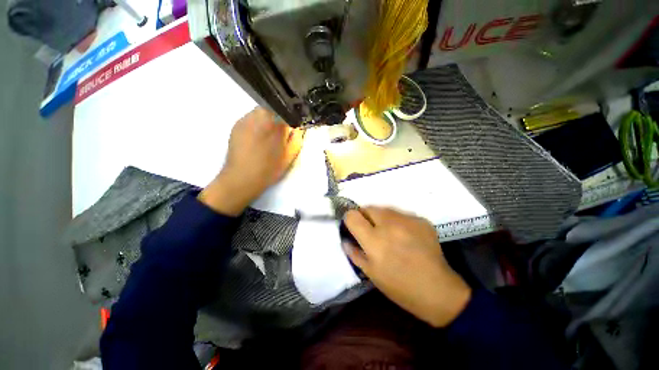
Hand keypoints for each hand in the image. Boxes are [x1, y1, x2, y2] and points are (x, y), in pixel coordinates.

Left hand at [199, 107, 302, 215]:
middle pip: (274, 108)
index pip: (288, 110)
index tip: (293, 128)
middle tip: (281, 133)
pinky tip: (256, 138)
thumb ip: (297, 138)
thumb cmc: (269, 168)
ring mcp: (245, 118)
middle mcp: (259, 115)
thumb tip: (298, 126)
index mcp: (276, 122)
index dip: (292, 117)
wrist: (242, 178)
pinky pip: (251, 118)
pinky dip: (257, 124)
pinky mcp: (236, 124)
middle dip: (279, 117)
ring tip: (268, 136)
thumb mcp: (290, 155)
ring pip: (261, 112)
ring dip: (268, 120)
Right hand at [344, 207, 471, 327]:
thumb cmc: (400, 287)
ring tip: (389, 231)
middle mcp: (389, 225)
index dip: (350, 219)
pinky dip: (398, 221)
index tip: (353, 225)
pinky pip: (401, 214)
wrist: (438, 290)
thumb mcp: (371, 274)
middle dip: (365, 215)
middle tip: (371, 229)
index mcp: (374, 241)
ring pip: (385, 208)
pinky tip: (405, 235)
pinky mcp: (421, 220)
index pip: (352, 216)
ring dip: (381, 217)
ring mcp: (407, 220)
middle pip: (368, 207)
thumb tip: (345, 239)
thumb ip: (355, 253)